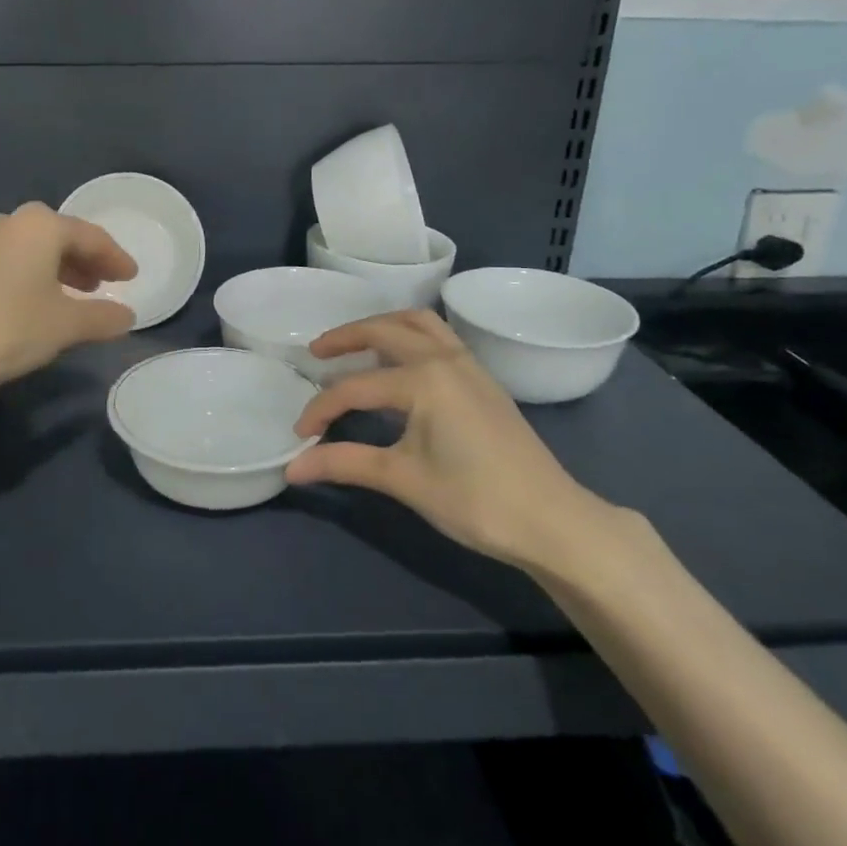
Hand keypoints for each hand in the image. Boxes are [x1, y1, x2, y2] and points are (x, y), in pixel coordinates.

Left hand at [0, 203, 137, 386]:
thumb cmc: (6, 325)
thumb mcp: (64, 326)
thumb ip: (101, 317)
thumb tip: (127, 315)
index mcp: (42, 226)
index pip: (92, 237)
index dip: (116, 258)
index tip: (133, 277)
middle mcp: (14, 222)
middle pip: (63, 237)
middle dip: (89, 261)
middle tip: (109, 283)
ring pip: (38, 249)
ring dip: (63, 269)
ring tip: (82, 294)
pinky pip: (17, 260)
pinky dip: (39, 275)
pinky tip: (43, 301)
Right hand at [286, 310, 610, 573]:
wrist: (553, 521)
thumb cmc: (475, 500)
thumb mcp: (403, 479)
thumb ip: (345, 464)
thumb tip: (293, 468)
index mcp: (424, 379)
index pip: (355, 387)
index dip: (321, 409)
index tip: (300, 435)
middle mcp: (445, 359)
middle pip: (385, 331)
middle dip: (345, 338)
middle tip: (315, 353)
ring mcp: (469, 366)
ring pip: (418, 323)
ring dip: (382, 326)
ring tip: (356, 345)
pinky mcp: (483, 380)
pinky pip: (439, 338)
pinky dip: (410, 336)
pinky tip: (400, 363)